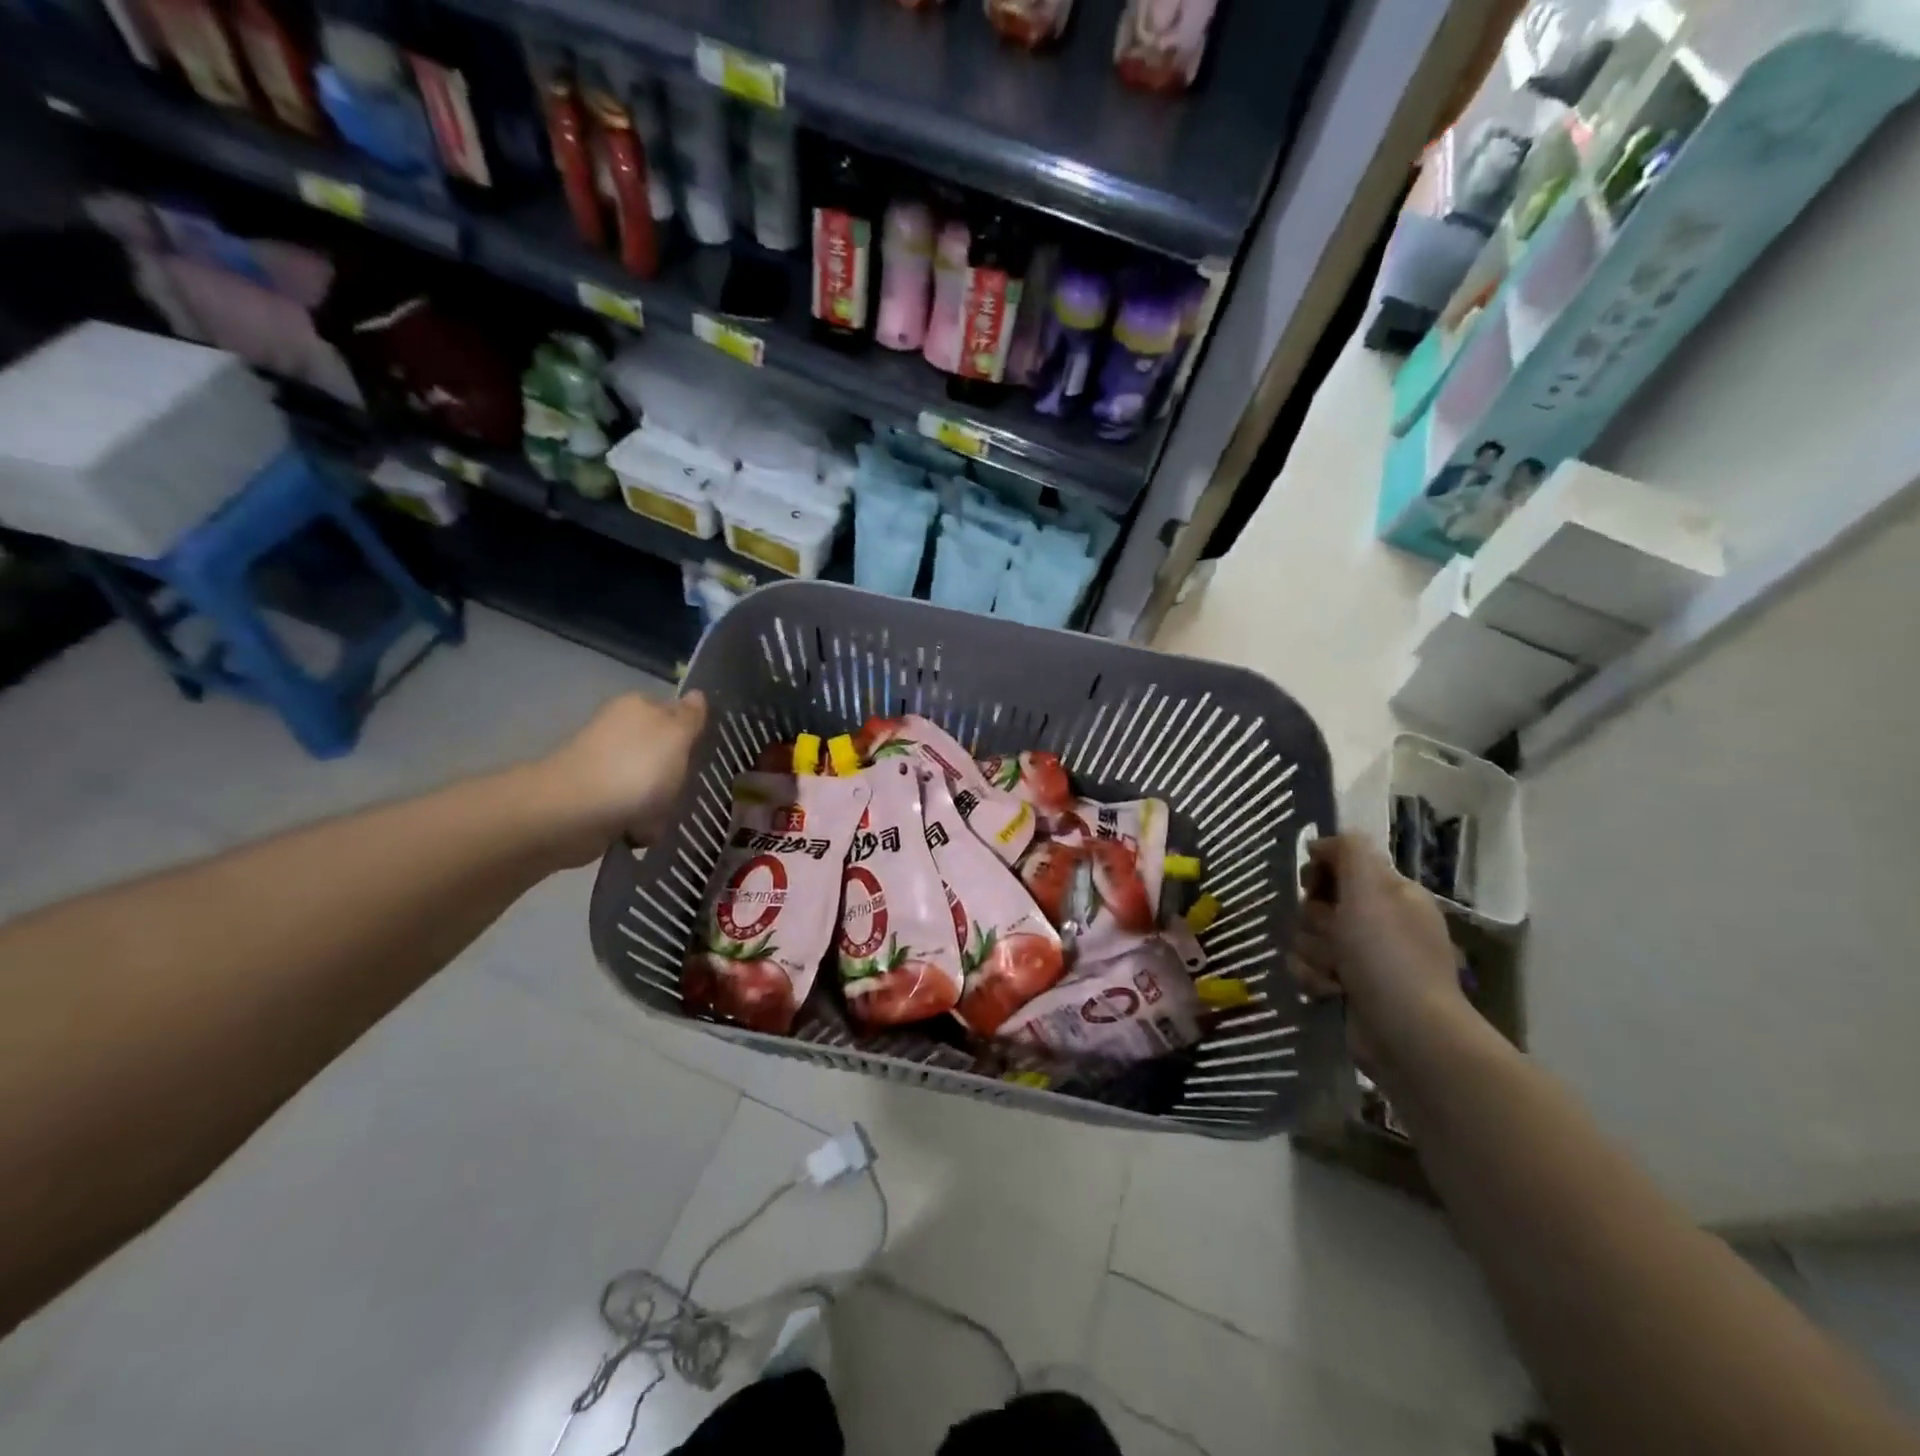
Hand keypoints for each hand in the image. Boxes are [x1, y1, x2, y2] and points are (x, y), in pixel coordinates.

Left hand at [533, 691, 708, 864]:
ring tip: (663, 816)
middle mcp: (620, 730)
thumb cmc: (634, 769)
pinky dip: (640, 822)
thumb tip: (697, 694)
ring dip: (661, 803)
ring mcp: (607, 764)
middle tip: (685, 789)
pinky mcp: (596, 797)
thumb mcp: (676, 737)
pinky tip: (642, 830)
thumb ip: (690, 717)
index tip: (703, 757)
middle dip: (677, 774)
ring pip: (652, 783)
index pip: (677, 714)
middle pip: (666, 751)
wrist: (573, 814)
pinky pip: (632, 809)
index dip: (693, 735)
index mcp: (639, 706)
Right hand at [1289, 833, 1467, 1070]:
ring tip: (1335, 974)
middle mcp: (1378, 921)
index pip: (1340, 864)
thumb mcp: (1370, 890)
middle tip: (1334, 937)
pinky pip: (1308, 969)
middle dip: (1314, 921)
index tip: (1312, 885)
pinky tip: (1331, 993)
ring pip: (1306, 937)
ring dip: (1313, 954)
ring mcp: (1363, 958)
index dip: (1319, 873)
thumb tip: (1321, 842)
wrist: (1407, 1035)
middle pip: (1316, 902)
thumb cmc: (1388, 956)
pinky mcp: (1347, 988)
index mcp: (1391, 893)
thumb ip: (1349, 852)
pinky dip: (1314, 979)